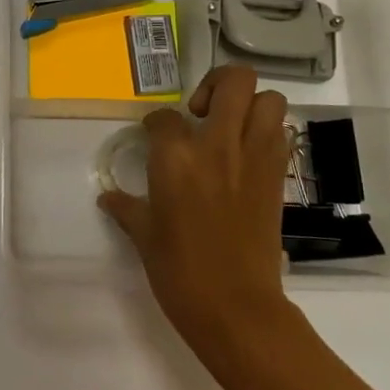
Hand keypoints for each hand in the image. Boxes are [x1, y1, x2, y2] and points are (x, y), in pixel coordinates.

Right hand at [98, 67, 307, 389]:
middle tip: (201, 111)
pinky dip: (267, 131)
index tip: (153, 136)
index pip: (163, 116)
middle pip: (232, 82)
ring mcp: (255, 158)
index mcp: (176, 158)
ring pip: (269, 99)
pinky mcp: (278, 176)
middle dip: (215, 84)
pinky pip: (280, 133)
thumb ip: (127, 207)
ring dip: (250, 104)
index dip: (156, 123)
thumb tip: (109, 197)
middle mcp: (218, 145)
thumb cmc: (179, 271)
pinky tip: (245, 154)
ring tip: (229, 126)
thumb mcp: (144, 235)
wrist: (236, 307)